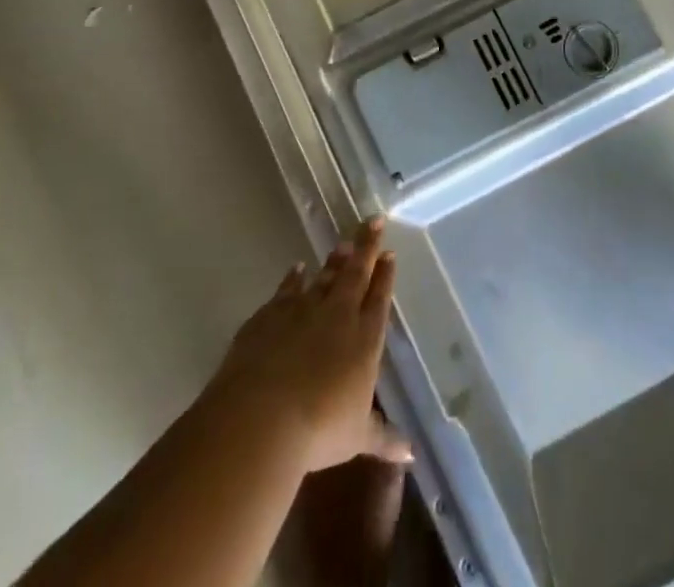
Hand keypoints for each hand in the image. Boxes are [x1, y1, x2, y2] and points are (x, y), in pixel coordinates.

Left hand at [209, 217, 408, 473]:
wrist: (261, 415)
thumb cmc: (319, 429)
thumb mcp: (357, 438)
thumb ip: (384, 438)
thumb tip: (412, 454)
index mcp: (364, 339)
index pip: (379, 299)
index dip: (384, 276)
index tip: (389, 252)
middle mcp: (337, 315)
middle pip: (355, 274)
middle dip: (366, 246)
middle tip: (372, 220)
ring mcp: (302, 309)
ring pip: (323, 277)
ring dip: (334, 261)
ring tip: (342, 244)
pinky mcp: (270, 314)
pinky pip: (286, 289)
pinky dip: (293, 277)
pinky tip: (296, 268)